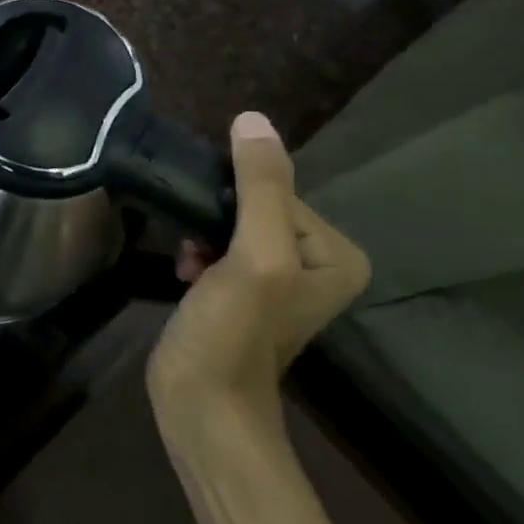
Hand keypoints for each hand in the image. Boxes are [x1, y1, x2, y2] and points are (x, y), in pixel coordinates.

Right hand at [147, 111, 369, 455]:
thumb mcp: (255, 256)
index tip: (213, 237)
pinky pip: (219, 248)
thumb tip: (253, 119)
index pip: (278, 193)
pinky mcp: (242, 292)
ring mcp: (277, 279)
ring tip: (189, 264)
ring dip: (201, 237)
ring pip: (230, 225)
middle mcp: (316, 261)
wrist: (201, 404)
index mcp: (338, 253)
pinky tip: (185, 274)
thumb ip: (260, 188)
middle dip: (216, 222)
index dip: (236, 205)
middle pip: (254, 207)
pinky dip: (197, 254)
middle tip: (196, 251)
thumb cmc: (234, 332)